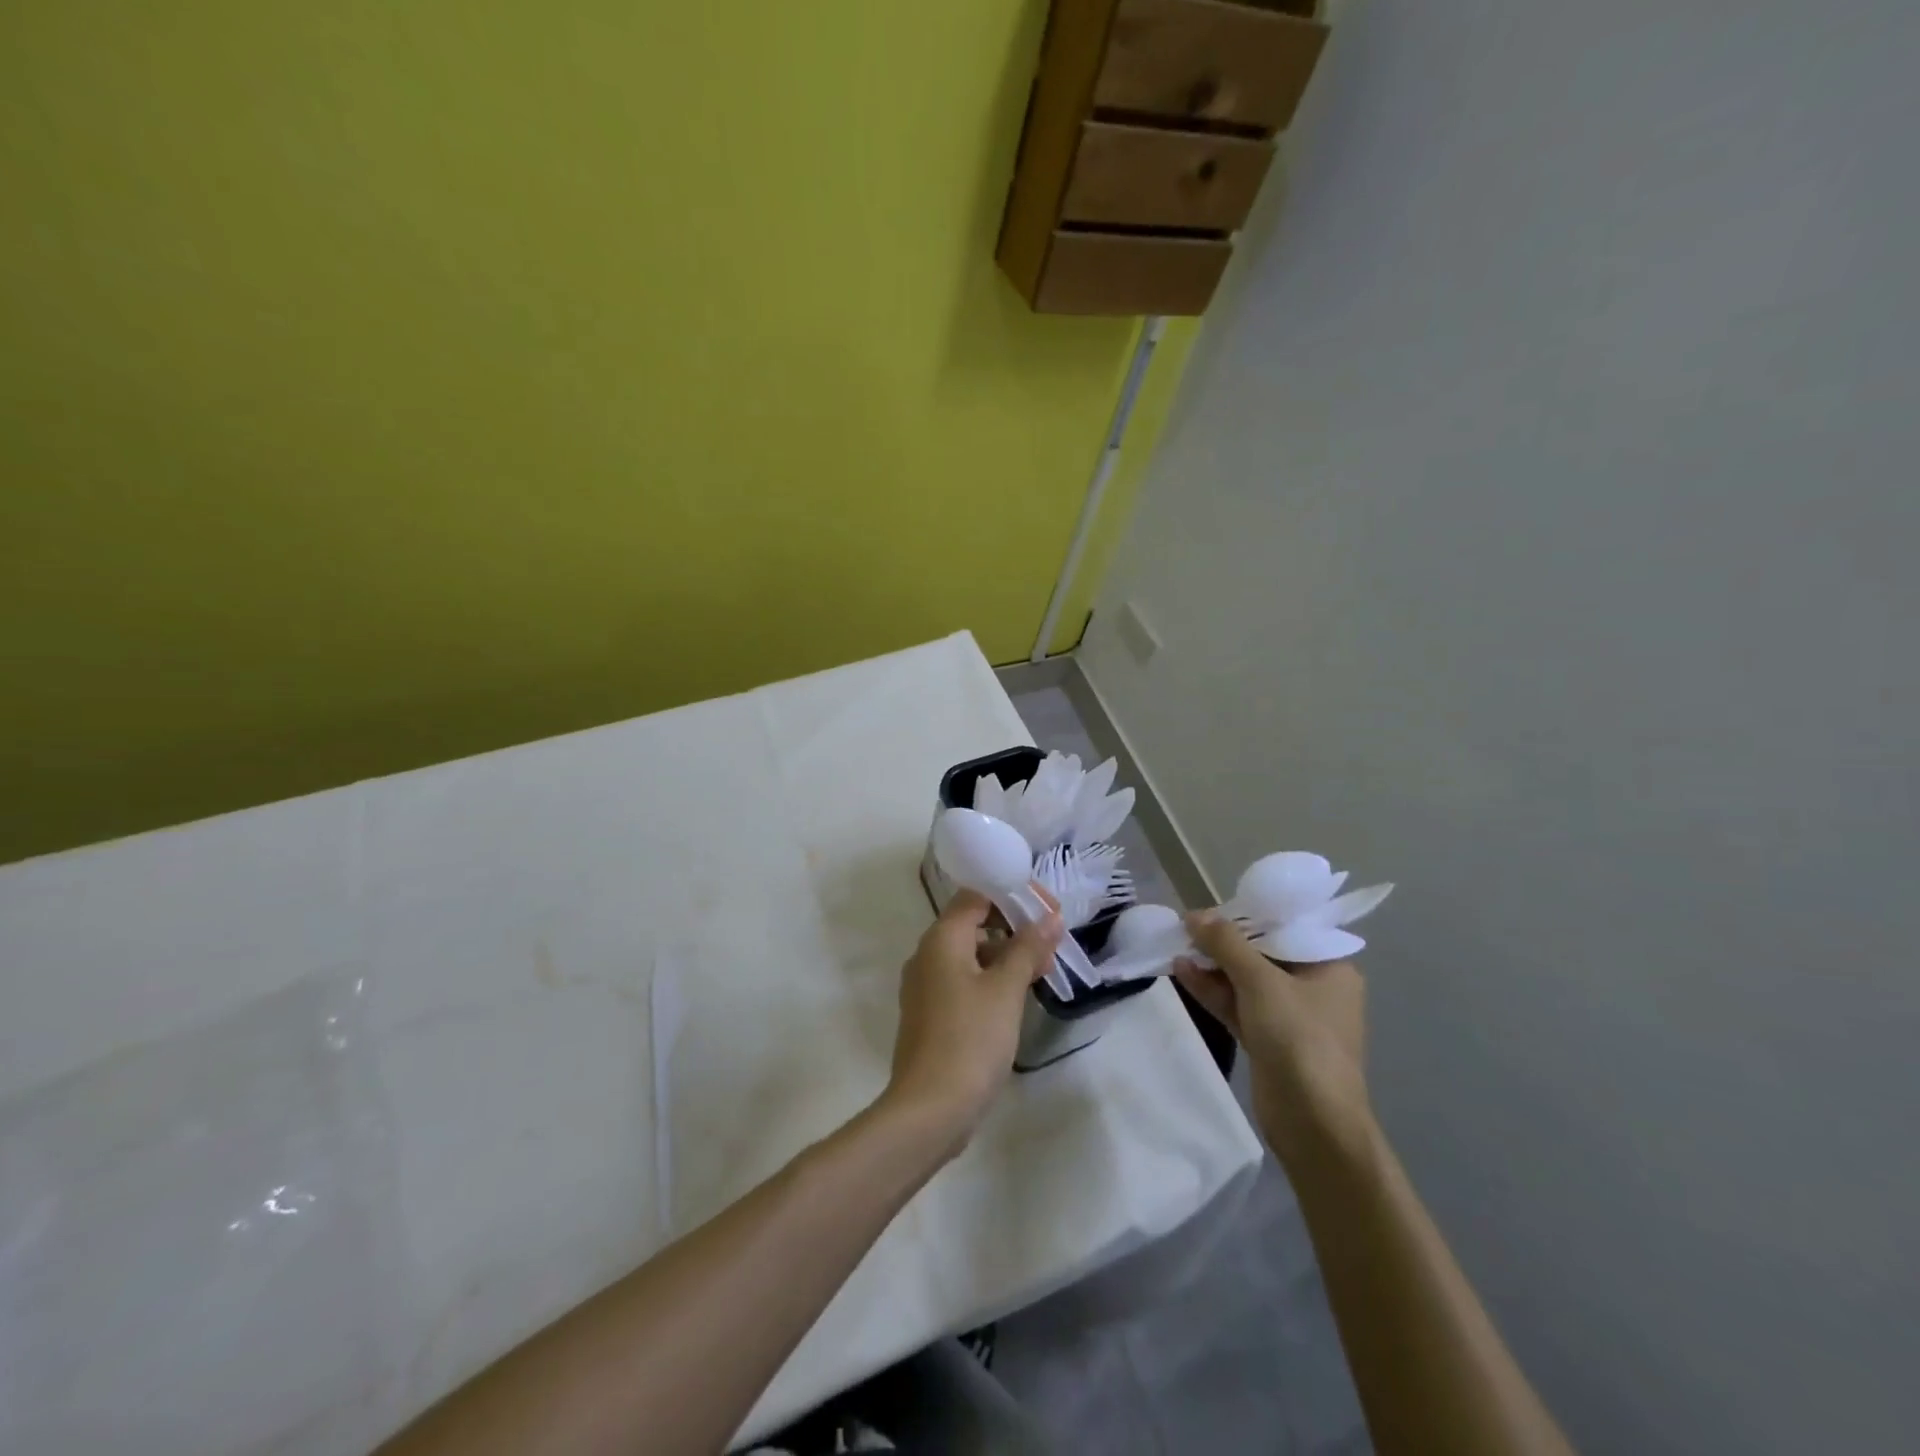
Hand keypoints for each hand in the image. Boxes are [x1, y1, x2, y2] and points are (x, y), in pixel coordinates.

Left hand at [885, 888, 1062, 1154]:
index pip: (976, 896)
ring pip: (970, 954)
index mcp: (941, 939)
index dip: (1012, 895)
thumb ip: (1028, 948)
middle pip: (973, 923)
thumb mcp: (1006, 990)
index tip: (1047, 910)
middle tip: (1051, 944)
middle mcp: (927, 955)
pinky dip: (991, 979)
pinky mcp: (931, 1014)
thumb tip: (1049, 917)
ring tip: (1042, 972)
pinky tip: (1017, 998)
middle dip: (1014, 928)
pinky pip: (964, 981)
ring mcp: (926, 986)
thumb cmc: (970, 1039)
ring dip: (1006, 956)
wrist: (929, 1109)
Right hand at [1175, 912, 1373, 1169]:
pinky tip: (1182, 972)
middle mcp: (1314, 987)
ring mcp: (1291, 1016)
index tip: (1212, 909)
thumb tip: (1195, 914)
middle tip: (1187, 927)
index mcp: (1330, 967)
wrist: (1314, 1123)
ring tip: (1177, 946)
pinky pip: (1239, 1005)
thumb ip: (1227, 944)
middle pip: (1263, 953)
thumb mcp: (1261, 982)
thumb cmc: (1299, 1039)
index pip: (1285, 928)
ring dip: (1213, 966)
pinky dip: (1213, 990)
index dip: (1247, 915)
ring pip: (1246, 980)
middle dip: (1224, 942)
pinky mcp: (1270, 1040)